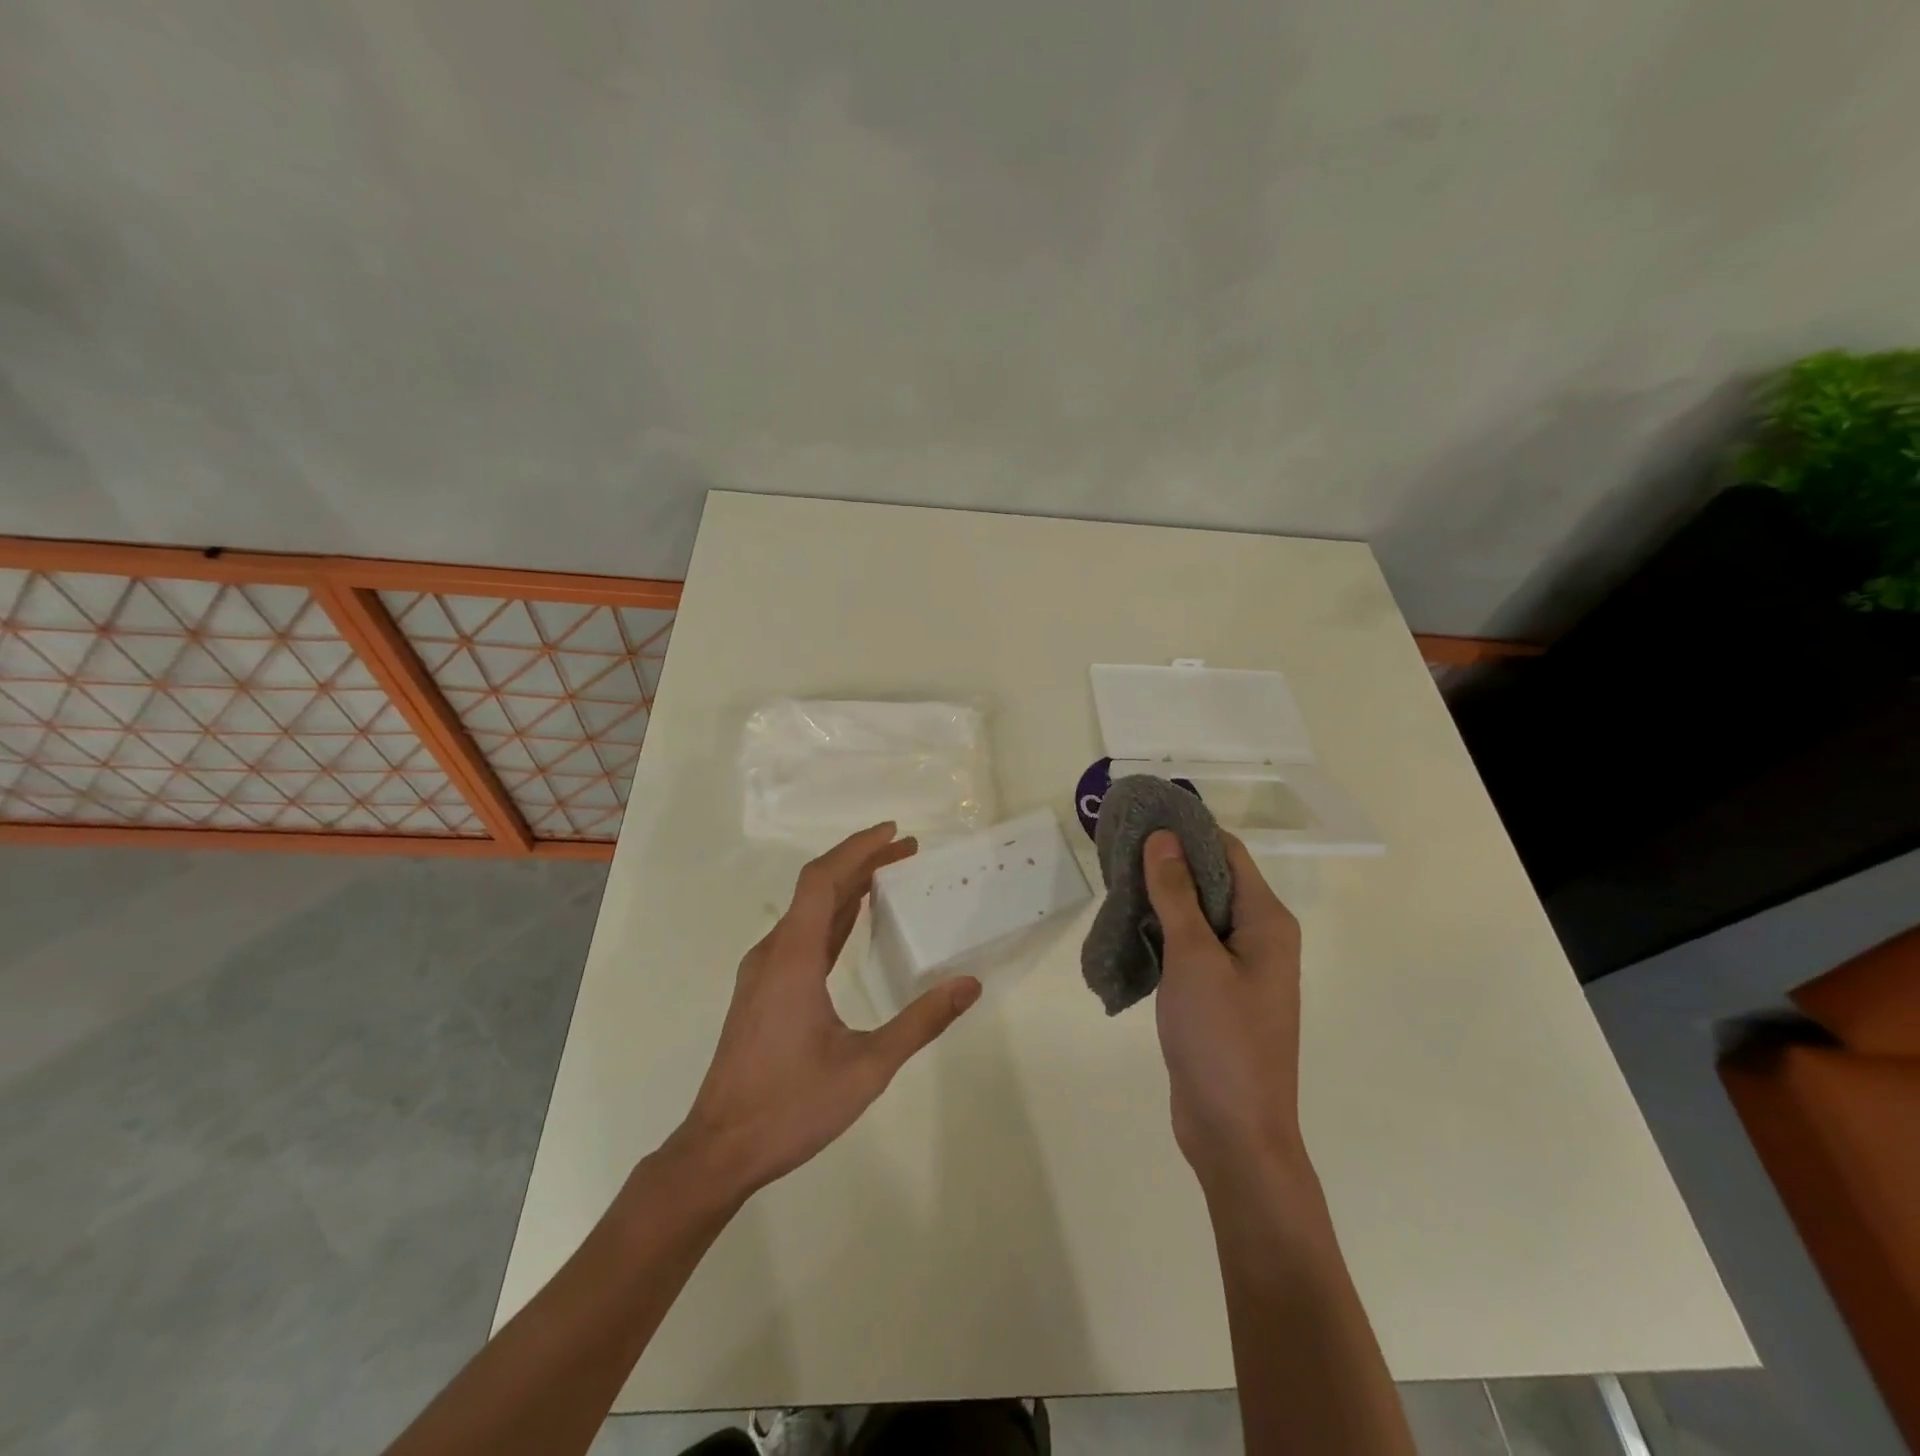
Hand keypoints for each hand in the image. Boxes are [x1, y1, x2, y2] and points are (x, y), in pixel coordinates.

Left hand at [672, 823, 980, 1201]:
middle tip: (906, 850)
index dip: (857, 849)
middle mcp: (774, 953)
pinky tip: (851, 920)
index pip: (822, 880)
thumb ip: (919, 1023)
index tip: (893, 833)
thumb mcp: (867, 1067)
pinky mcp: (762, 991)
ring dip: (846, 887)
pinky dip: (831, 916)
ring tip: (888, 876)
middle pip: (816, 888)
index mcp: (793, 958)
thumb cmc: (791, 1106)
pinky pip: (800, 936)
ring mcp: (763, 972)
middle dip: (860, 862)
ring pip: (807, 911)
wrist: (719, 1149)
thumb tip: (968, 985)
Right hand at [1143, 829, 1307, 1188]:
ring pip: (1196, 914)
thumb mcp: (1194, 958)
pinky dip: (1160, 931)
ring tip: (1113, 878)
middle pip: (1212, 880)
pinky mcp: (1216, 993)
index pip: (1227, 852)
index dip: (1188, 828)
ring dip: (1160, 896)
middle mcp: (1258, 938)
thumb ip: (1176, 894)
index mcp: (1266, 922)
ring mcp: (1238, 968)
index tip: (1143, 814)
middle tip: (1117, 847)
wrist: (1235, 1133)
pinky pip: (1189, 946)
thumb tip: (1164, 837)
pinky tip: (1126, 926)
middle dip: (1167, 861)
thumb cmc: (1221, 1039)